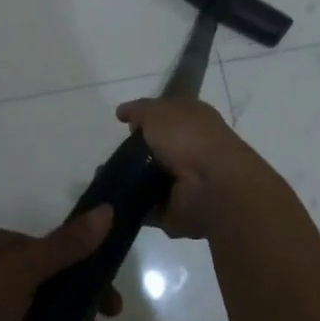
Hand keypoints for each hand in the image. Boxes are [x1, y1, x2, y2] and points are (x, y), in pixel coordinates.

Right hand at [115, 97, 271, 237]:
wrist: (212, 186)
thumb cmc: (188, 139)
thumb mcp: (158, 111)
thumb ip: (139, 110)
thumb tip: (123, 113)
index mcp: (195, 120)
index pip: (169, 116)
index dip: (147, 118)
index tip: (124, 124)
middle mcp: (193, 149)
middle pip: (157, 149)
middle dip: (133, 153)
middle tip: (112, 155)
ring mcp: (188, 182)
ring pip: (151, 179)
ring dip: (130, 180)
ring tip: (107, 178)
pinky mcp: (178, 210)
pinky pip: (148, 207)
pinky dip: (132, 205)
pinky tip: (114, 200)